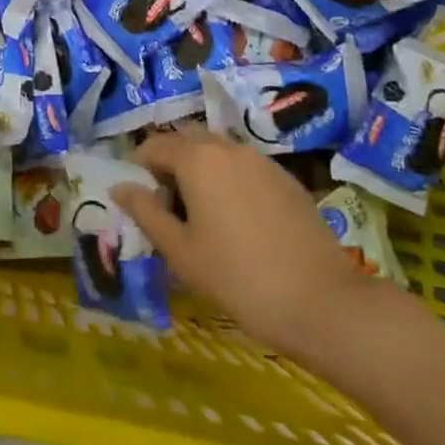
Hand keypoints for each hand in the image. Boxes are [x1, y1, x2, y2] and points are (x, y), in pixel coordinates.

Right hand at [113, 132, 391, 364]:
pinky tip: (237, 222)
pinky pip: (244, 167)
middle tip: (166, 205)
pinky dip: (229, 180)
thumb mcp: (182, 252)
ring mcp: (262, 160)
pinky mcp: (286, 179)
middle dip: (170, 163)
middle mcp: (228, 147)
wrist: (324, 303)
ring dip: (200, 170)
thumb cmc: (239, 278)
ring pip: (218, 152)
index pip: (154, 146)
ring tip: (200, 215)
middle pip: (187, 141)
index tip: (137, 199)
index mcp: (198, 158)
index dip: (138, 168)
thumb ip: (147, 213)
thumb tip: (120, 187)